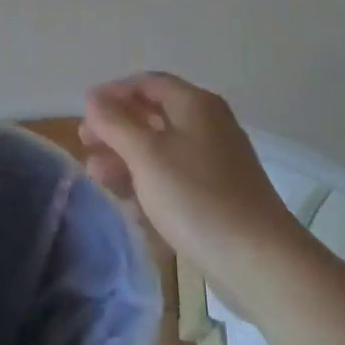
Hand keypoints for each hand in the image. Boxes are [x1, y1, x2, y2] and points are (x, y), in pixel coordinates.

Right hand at [80, 72, 302, 288]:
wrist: (259, 261)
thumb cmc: (196, 197)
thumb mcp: (146, 154)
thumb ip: (115, 122)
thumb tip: (93, 97)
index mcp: (195, 105)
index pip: (147, 82)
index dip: (113, 92)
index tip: (84, 113)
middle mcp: (208, 125)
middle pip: (153, 115)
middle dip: (116, 129)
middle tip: (85, 145)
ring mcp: (215, 162)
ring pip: (162, 150)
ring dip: (127, 158)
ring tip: (97, 176)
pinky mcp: (218, 196)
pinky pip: (175, 179)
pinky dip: (149, 184)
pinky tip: (128, 205)